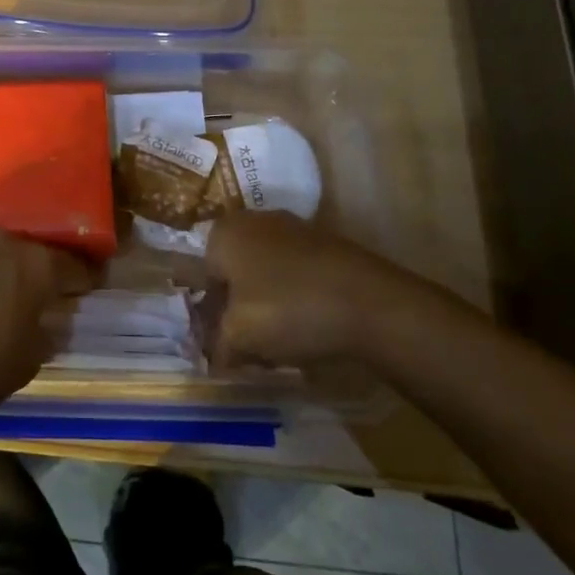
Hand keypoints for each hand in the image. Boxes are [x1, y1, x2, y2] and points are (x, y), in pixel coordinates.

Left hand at [0, 233, 96, 431]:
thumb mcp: (28, 361)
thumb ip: (47, 331)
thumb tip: (51, 319)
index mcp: (35, 266)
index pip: (73, 264)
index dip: (83, 277)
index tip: (86, 287)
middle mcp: (0, 243)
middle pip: (28, 252)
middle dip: (34, 271)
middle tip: (32, 294)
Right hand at [205, 210, 395, 367]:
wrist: (370, 303)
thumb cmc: (288, 310)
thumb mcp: (238, 337)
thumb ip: (218, 345)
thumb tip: (215, 354)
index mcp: (224, 232)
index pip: (204, 275)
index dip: (212, 313)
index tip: (226, 343)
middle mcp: (255, 220)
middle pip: (236, 271)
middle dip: (239, 307)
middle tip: (251, 345)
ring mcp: (295, 229)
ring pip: (267, 272)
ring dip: (268, 303)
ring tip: (283, 342)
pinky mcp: (327, 244)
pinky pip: (298, 274)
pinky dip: (298, 297)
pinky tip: (311, 327)